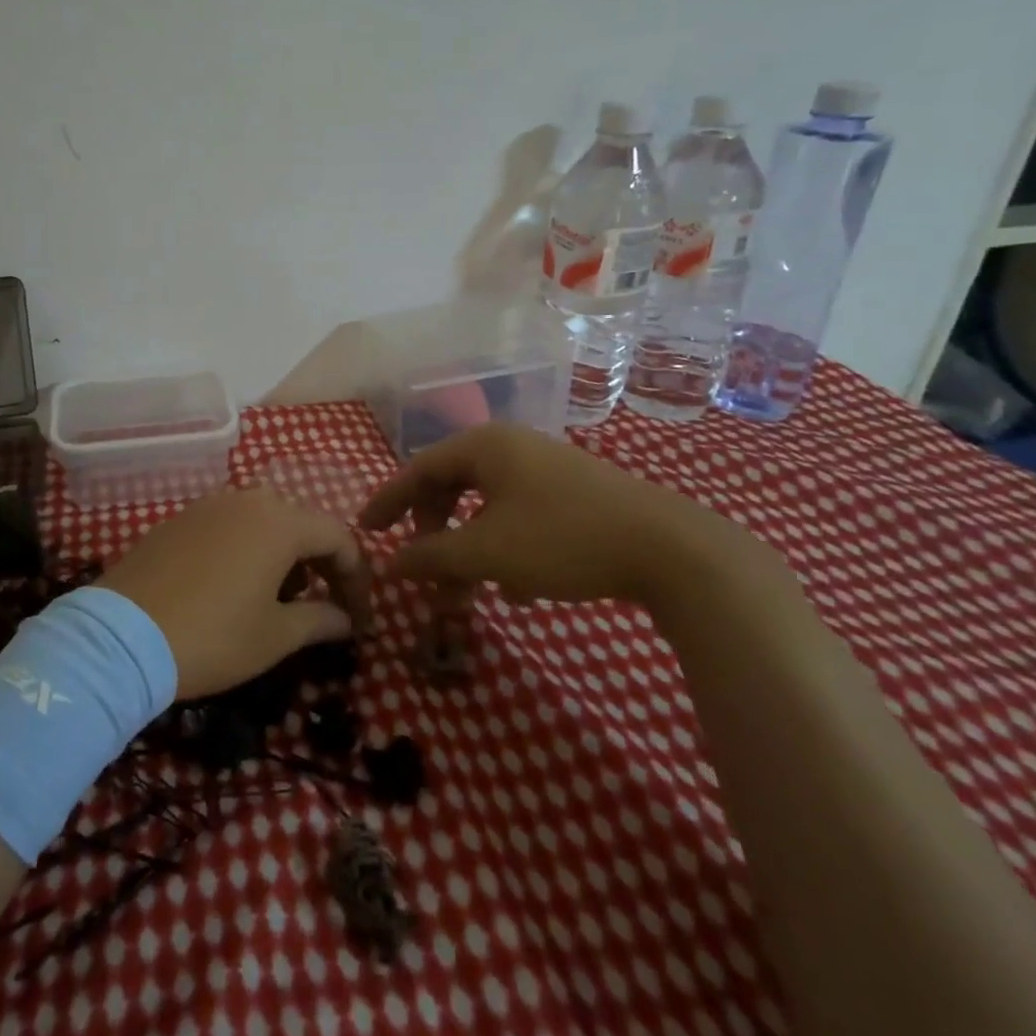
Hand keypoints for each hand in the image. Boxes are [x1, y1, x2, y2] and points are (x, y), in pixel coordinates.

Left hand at [97, 488, 366, 699]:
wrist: (121, 636)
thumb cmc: (212, 636)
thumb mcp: (275, 636)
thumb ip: (320, 621)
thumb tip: (346, 619)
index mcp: (280, 521)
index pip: (339, 537)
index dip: (357, 578)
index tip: (360, 618)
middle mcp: (247, 500)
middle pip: (302, 523)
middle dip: (322, 564)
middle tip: (327, 607)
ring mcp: (208, 505)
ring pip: (264, 521)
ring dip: (285, 555)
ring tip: (280, 600)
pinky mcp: (179, 519)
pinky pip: (229, 526)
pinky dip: (248, 549)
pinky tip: (236, 586)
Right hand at [357, 423, 741, 608]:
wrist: (672, 550)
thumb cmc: (563, 540)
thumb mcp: (486, 553)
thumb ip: (430, 557)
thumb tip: (389, 564)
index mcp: (484, 446)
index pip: (418, 469)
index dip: (388, 501)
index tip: (364, 530)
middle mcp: (512, 447)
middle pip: (452, 485)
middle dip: (433, 531)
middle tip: (421, 564)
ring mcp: (547, 467)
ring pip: (487, 505)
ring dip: (469, 547)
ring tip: (468, 589)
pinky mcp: (575, 493)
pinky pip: (519, 515)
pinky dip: (504, 547)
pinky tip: (516, 588)